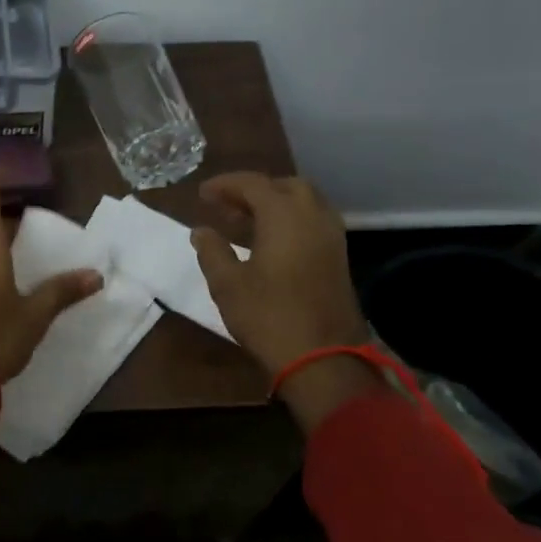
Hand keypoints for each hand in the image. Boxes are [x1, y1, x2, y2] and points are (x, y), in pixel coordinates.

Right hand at [190, 174, 378, 427]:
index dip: (225, 184)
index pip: (252, 183)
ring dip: (275, 203)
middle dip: (255, 190)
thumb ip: (212, 251)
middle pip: (284, 186)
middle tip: (228, 206)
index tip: (203, 194)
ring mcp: (331, 236)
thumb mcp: (227, 284)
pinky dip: (291, 219)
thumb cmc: (268, 316)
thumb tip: (201, 231)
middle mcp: (312, 216)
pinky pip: (314, 221)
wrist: (323, 357)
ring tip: (247, 221)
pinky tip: (272, 241)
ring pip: (304, 202)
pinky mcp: (339, 257)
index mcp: (284, 215)